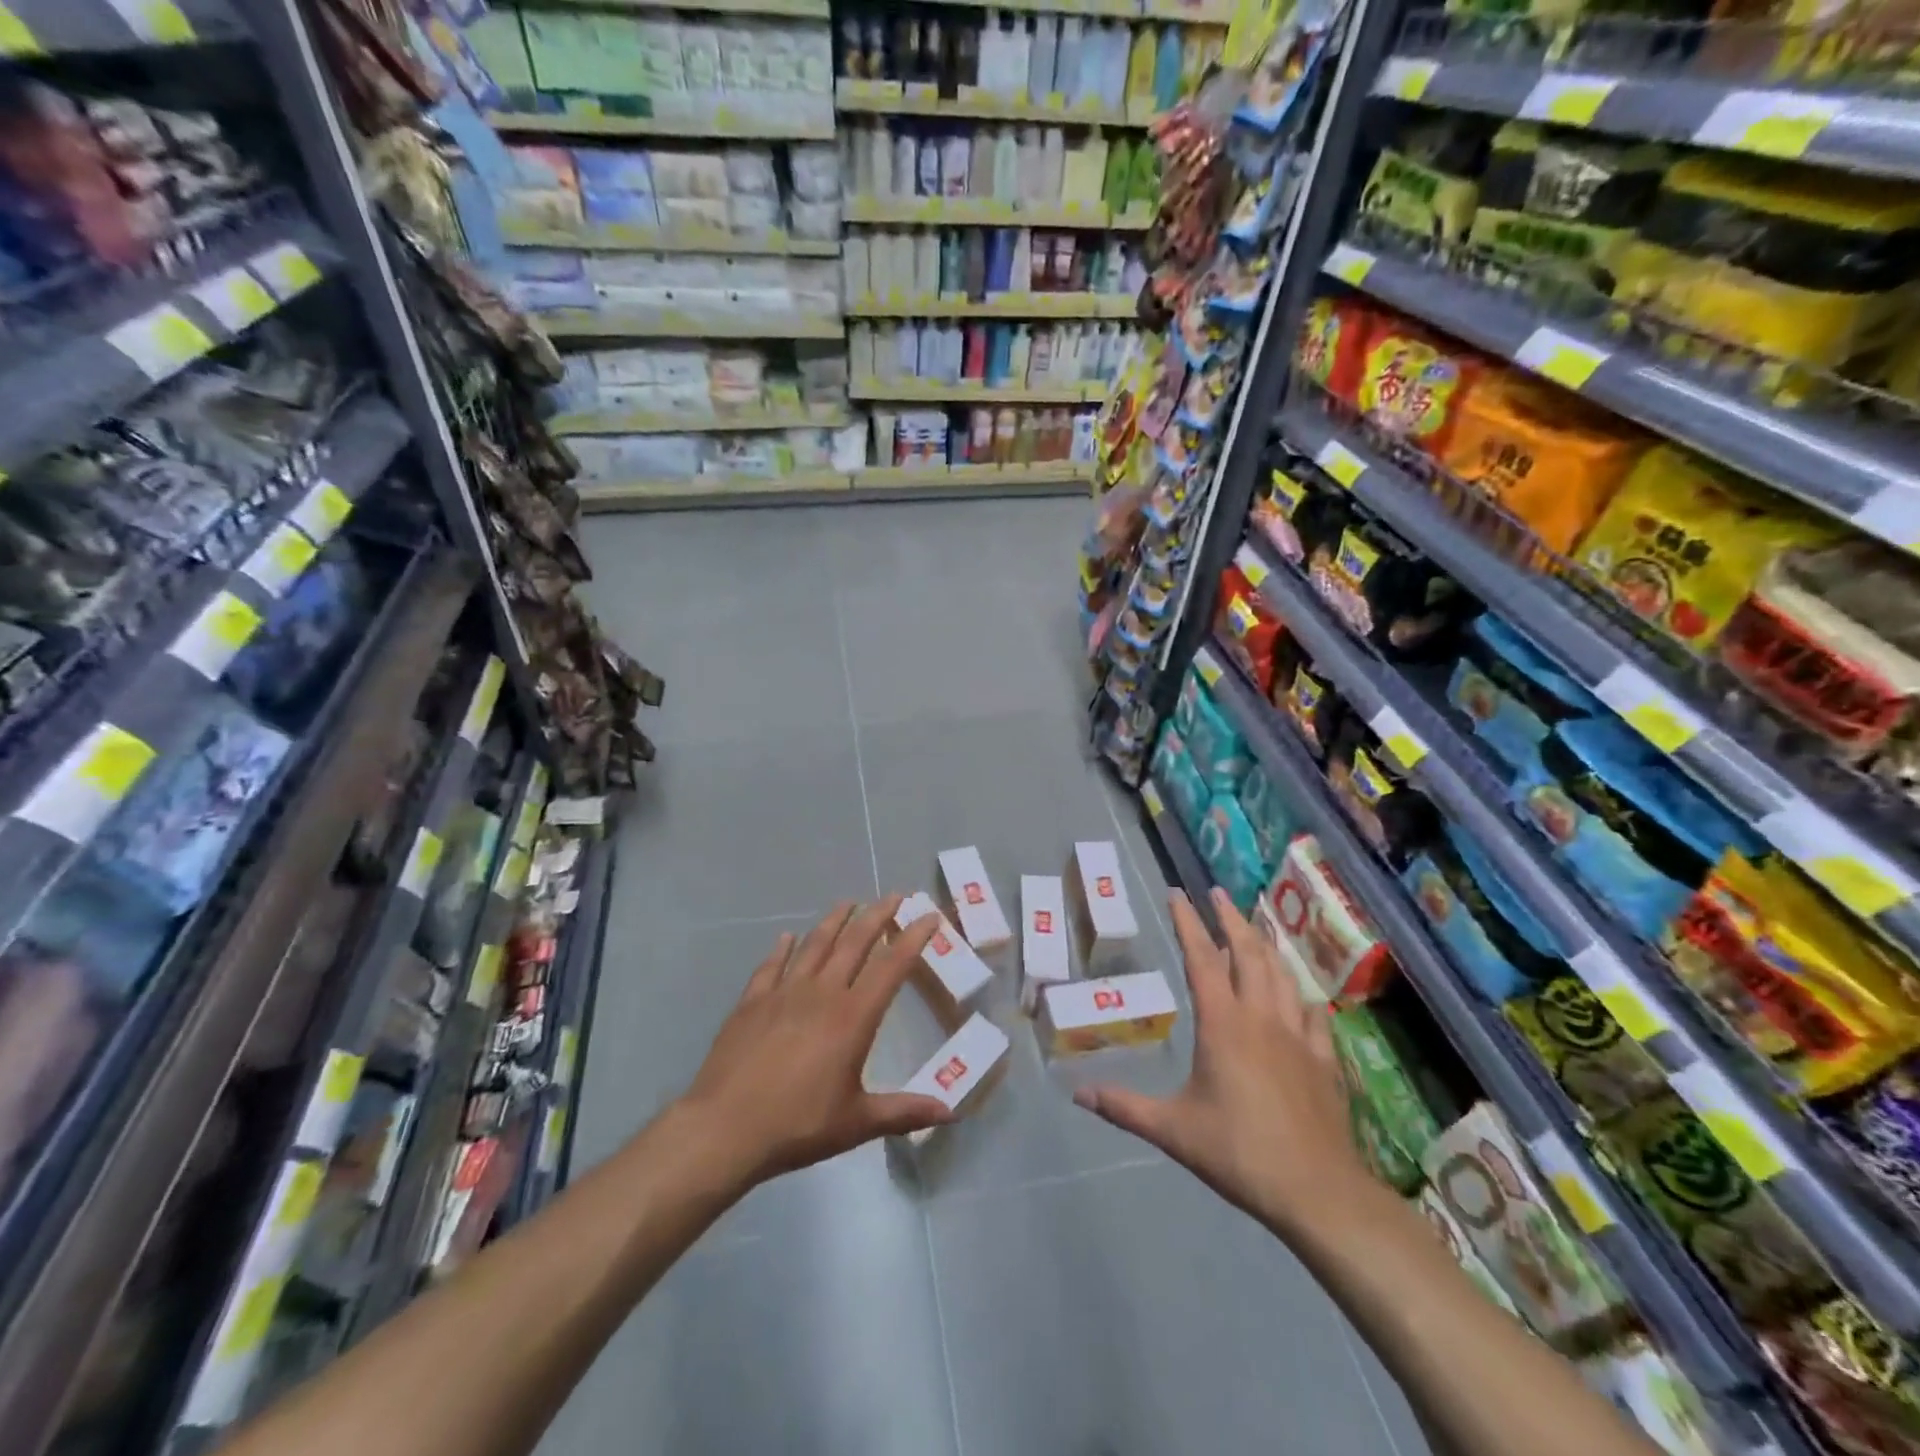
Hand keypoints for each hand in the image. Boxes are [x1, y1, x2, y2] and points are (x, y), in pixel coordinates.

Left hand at [679, 897, 955, 1188]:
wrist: (724, 1129)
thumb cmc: (798, 1125)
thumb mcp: (857, 1122)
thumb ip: (904, 1111)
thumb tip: (953, 1112)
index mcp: (852, 1017)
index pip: (891, 967)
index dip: (913, 939)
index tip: (929, 917)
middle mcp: (821, 993)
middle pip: (854, 943)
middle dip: (877, 916)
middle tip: (894, 895)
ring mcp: (783, 993)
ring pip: (815, 945)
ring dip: (834, 920)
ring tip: (848, 903)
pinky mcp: (752, 1002)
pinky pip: (771, 965)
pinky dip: (782, 948)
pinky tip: (787, 937)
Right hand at [1074, 888, 1370, 1237]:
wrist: (1318, 1191)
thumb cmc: (1239, 1152)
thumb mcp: (1173, 1130)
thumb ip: (1125, 1108)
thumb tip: (1078, 1094)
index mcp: (1223, 1024)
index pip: (1202, 959)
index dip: (1188, 923)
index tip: (1177, 893)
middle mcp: (1261, 1017)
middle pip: (1248, 953)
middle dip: (1230, 918)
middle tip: (1217, 892)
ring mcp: (1298, 1035)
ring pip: (1281, 975)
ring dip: (1264, 945)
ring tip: (1254, 926)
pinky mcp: (1324, 1059)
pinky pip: (1312, 1013)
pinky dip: (1299, 993)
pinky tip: (1298, 994)